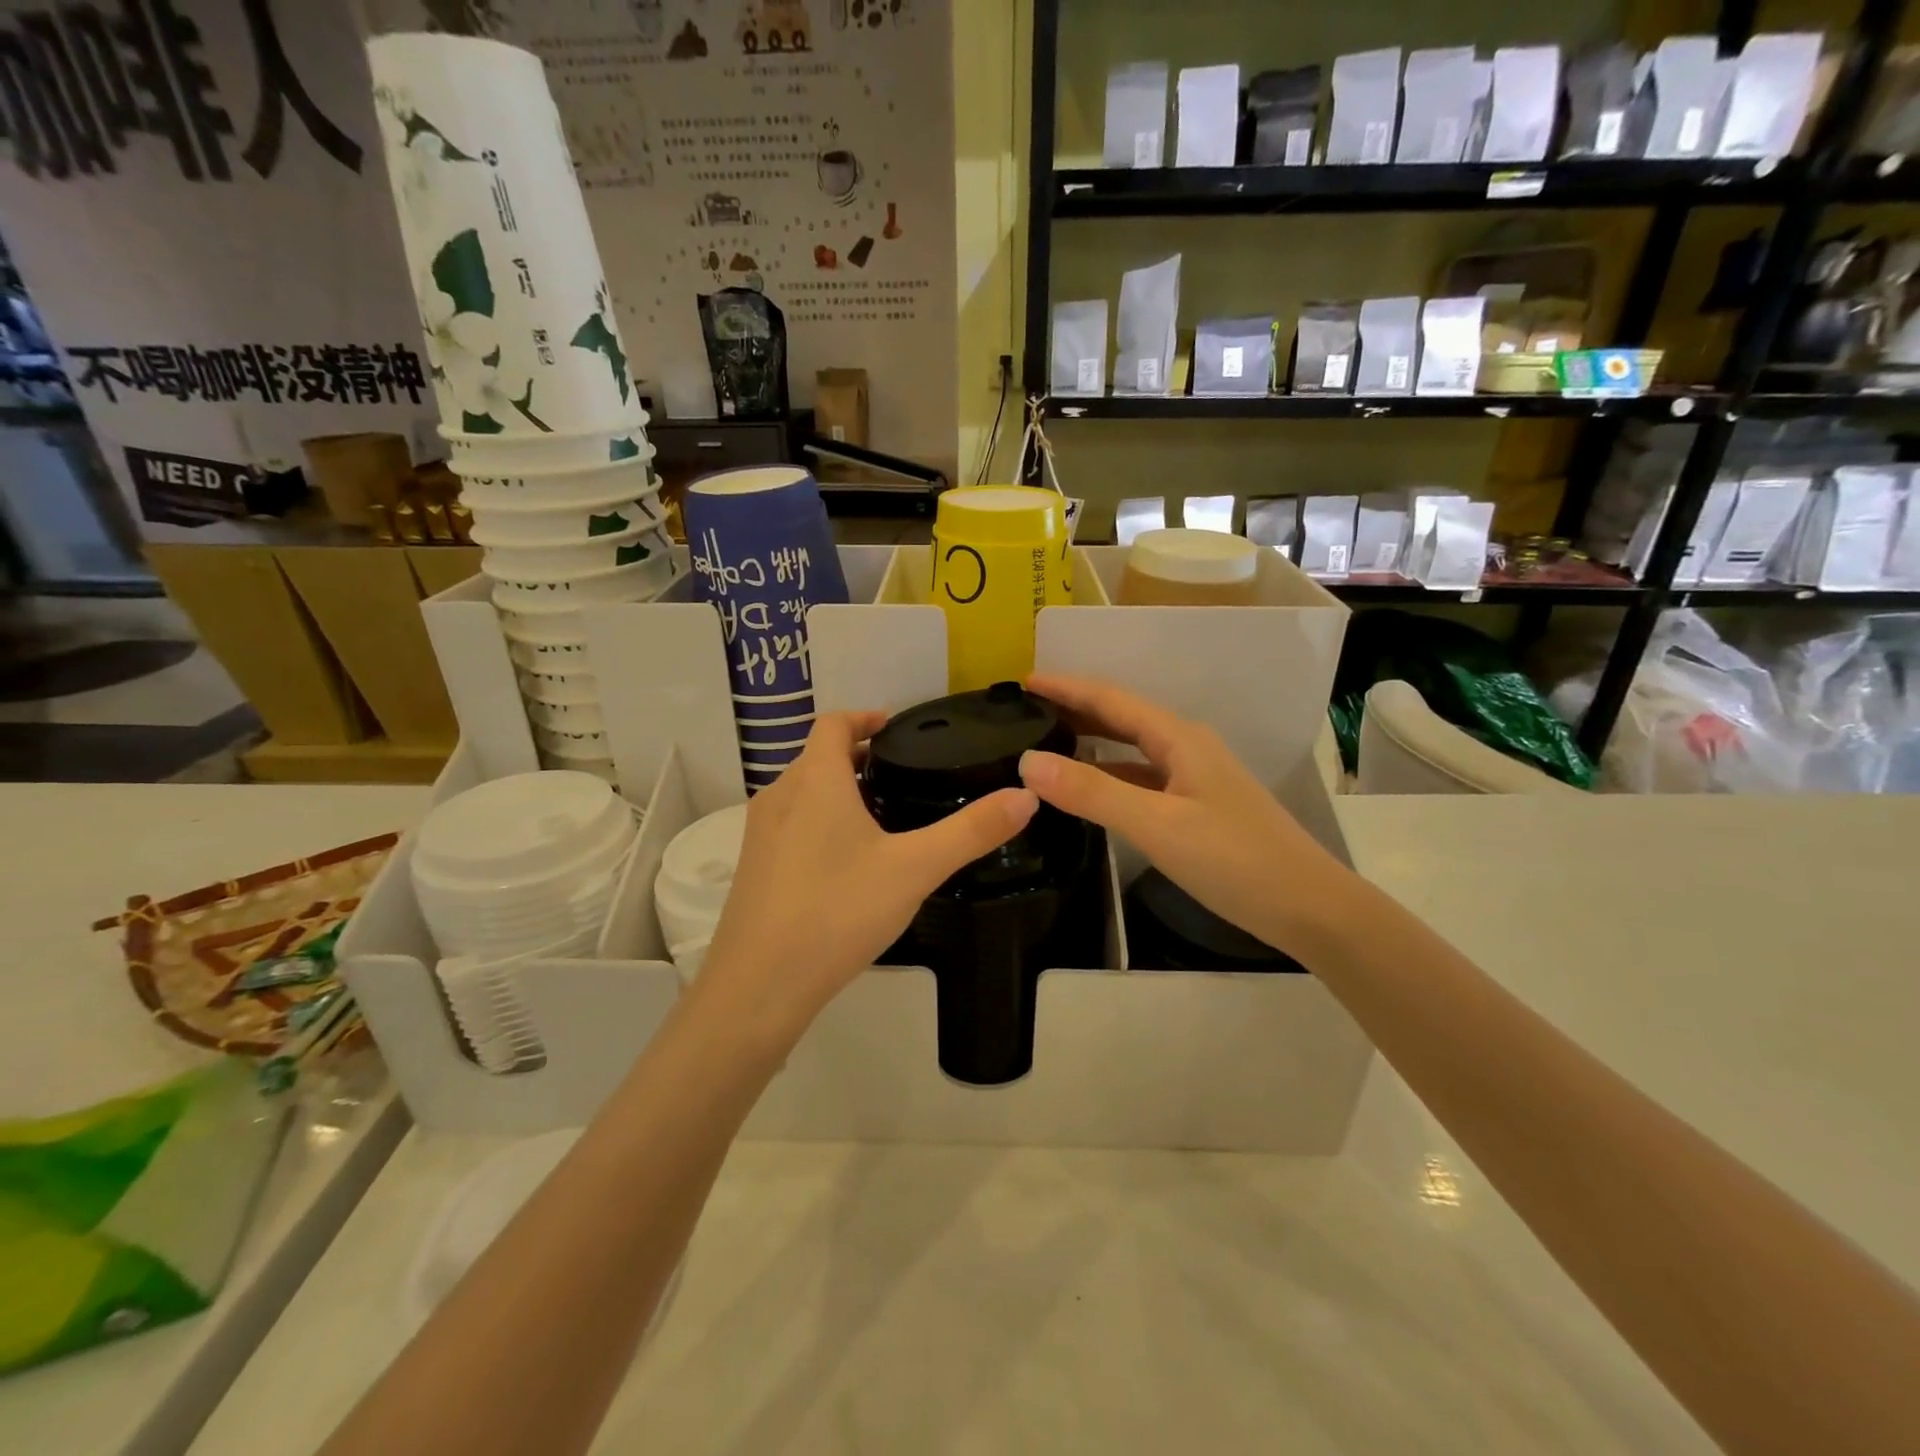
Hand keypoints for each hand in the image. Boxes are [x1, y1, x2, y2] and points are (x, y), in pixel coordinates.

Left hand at [696, 711, 1037, 1043]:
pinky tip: (848, 863)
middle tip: (904, 775)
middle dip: (858, 756)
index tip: (898, 729)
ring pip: (802, 792)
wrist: (759, 986)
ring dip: (838, 790)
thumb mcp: (915, 869)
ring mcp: (758, 834)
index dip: (865, 717)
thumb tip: (1027, 795)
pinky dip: (819, 821)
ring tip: (882, 816)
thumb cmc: (837, 911)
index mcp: (814, 780)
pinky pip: (790, 824)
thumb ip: (971, 831)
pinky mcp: (753, 869)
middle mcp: (779, 796)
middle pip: (818, 757)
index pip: (833, 723)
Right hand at [1019, 674, 1352, 960]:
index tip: (1023, 682)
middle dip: (1075, 708)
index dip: (1066, 687)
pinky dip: (1109, 776)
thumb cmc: (1234, 860)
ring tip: (1048, 741)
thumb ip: (1092, 792)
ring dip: (1091, 741)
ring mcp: (1195, 779)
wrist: (1309, 907)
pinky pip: (1142, 779)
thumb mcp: (1156, 825)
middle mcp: (1187, 748)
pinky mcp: (1197, 808)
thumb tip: (1027, 762)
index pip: (1111, 699)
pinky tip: (1089, 790)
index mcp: (1179, 738)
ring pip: (1132, 750)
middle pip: (1122, 718)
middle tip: (1026, 711)